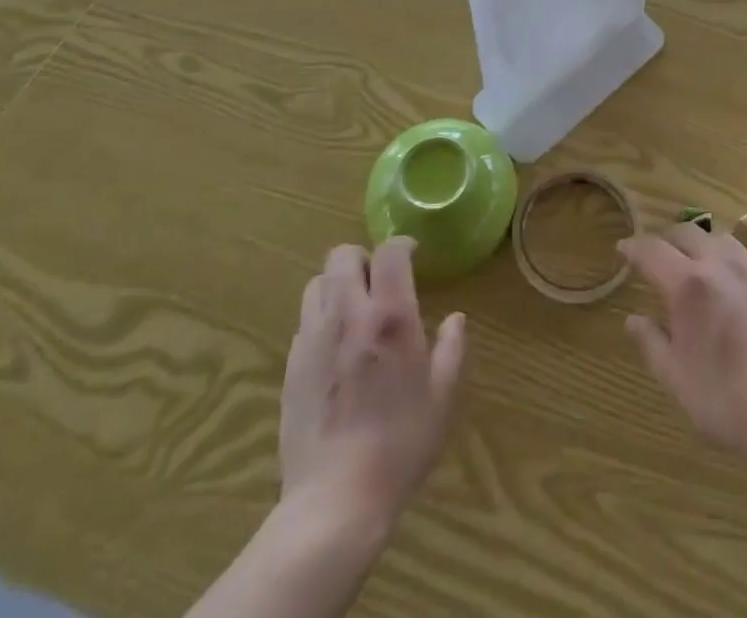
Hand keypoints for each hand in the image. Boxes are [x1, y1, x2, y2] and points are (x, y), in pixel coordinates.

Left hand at [278, 238, 465, 532]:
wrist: (336, 500)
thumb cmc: (400, 445)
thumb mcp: (441, 397)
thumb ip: (451, 349)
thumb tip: (456, 319)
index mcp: (390, 315)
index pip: (389, 252)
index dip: (401, 245)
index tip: (412, 255)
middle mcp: (348, 314)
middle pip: (343, 255)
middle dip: (363, 258)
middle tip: (380, 281)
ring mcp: (313, 337)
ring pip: (317, 282)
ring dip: (337, 284)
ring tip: (355, 308)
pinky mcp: (291, 364)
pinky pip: (305, 319)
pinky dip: (322, 317)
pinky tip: (336, 346)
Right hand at [620, 224, 746, 468]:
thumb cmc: (728, 404)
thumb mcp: (677, 381)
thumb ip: (651, 344)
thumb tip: (633, 319)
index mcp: (688, 286)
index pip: (652, 250)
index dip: (634, 247)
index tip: (623, 249)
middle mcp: (719, 267)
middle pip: (687, 232)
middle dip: (665, 239)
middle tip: (654, 255)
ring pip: (718, 238)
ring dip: (698, 243)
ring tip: (692, 263)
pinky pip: (745, 256)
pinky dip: (726, 258)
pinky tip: (728, 283)